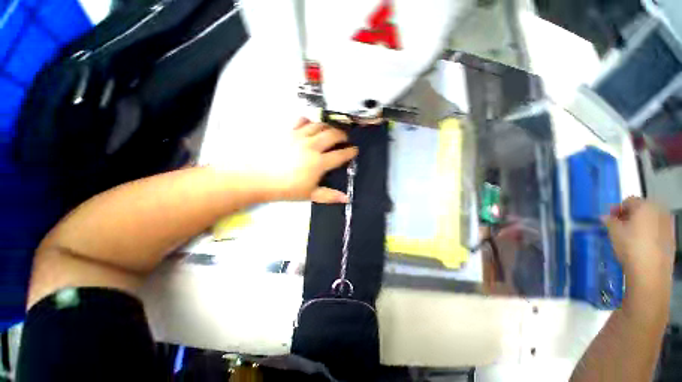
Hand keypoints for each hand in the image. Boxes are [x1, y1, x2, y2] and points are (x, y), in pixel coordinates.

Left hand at [219, 118, 357, 202]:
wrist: (257, 177)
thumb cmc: (285, 188)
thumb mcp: (309, 195)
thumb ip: (329, 196)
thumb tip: (346, 199)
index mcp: (319, 163)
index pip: (340, 155)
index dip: (350, 152)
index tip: (354, 151)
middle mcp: (312, 146)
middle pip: (333, 135)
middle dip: (343, 136)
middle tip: (344, 139)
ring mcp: (299, 136)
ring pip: (319, 125)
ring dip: (328, 127)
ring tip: (330, 131)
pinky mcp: (287, 131)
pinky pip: (301, 120)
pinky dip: (309, 121)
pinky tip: (309, 125)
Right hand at [603, 197, 674, 282]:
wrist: (650, 271)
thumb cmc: (630, 246)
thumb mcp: (614, 232)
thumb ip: (609, 221)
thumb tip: (605, 217)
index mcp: (645, 206)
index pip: (629, 201)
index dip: (618, 209)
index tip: (610, 219)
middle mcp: (659, 210)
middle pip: (643, 209)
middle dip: (631, 216)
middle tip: (621, 226)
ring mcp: (668, 224)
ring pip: (652, 219)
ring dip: (641, 224)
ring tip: (631, 236)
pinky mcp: (672, 237)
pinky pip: (659, 229)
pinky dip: (650, 233)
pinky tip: (643, 244)